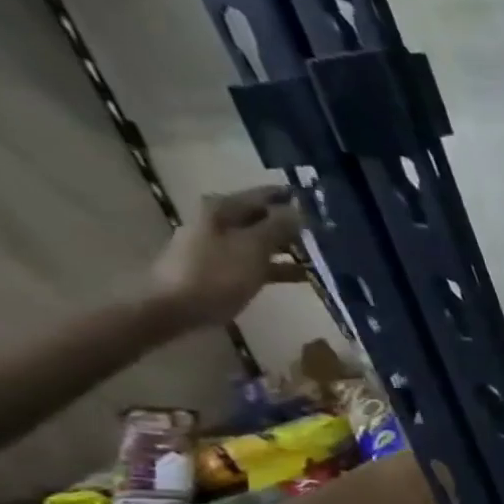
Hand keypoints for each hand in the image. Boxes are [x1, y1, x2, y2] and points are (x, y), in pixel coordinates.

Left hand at [148, 185, 307, 327]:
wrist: (177, 306)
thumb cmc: (217, 274)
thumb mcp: (253, 248)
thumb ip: (278, 227)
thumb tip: (299, 210)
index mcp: (223, 209)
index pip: (263, 196)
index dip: (290, 199)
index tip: (319, 204)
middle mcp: (220, 221)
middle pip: (262, 218)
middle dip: (292, 225)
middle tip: (326, 233)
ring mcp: (221, 245)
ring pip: (263, 241)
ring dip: (289, 248)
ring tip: (321, 257)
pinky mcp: (225, 268)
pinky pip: (259, 261)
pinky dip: (280, 266)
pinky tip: (303, 276)